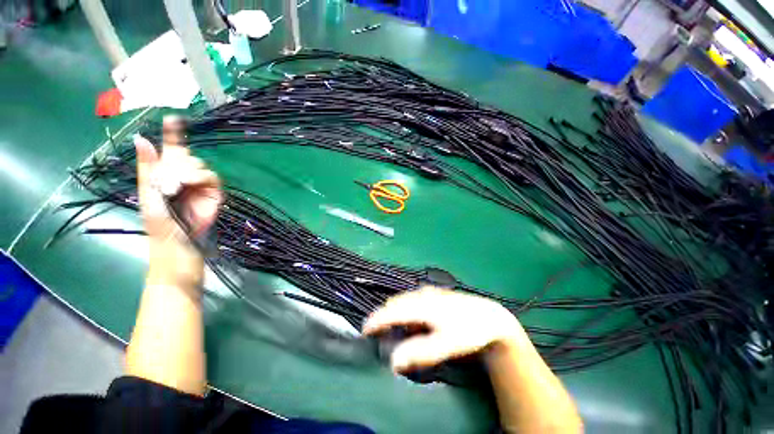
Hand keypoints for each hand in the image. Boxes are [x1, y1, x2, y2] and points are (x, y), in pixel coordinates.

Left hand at [134, 134, 221, 242]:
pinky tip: (191, 183)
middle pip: (185, 154)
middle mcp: (184, 173)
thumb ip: (147, 166)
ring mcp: (200, 182)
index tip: (173, 118)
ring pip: (197, 163)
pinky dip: (199, 176)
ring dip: (185, 171)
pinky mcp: (214, 190)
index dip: (173, 133)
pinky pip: (210, 175)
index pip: (172, 148)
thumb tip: (141, 137)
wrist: (176, 238)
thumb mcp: (146, 191)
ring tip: (177, 186)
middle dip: (175, 162)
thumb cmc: (157, 218)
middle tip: (166, 179)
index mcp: (166, 171)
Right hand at [363, 287, 523, 372]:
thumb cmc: (467, 331)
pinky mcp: (434, 294)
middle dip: (383, 315)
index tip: (364, 330)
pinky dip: (405, 308)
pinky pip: (413, 299)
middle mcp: (422, 295)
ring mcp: (429, 292)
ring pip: (404, 300)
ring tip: (390, 325)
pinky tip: (410, 317)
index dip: (376, 320)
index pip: (392, 311)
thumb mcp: (446, 345)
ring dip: (394, 311)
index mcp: (422, 305)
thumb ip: (420, 352)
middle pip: (396, 303)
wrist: (489, 317)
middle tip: (376, 331)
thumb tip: (393, 361)